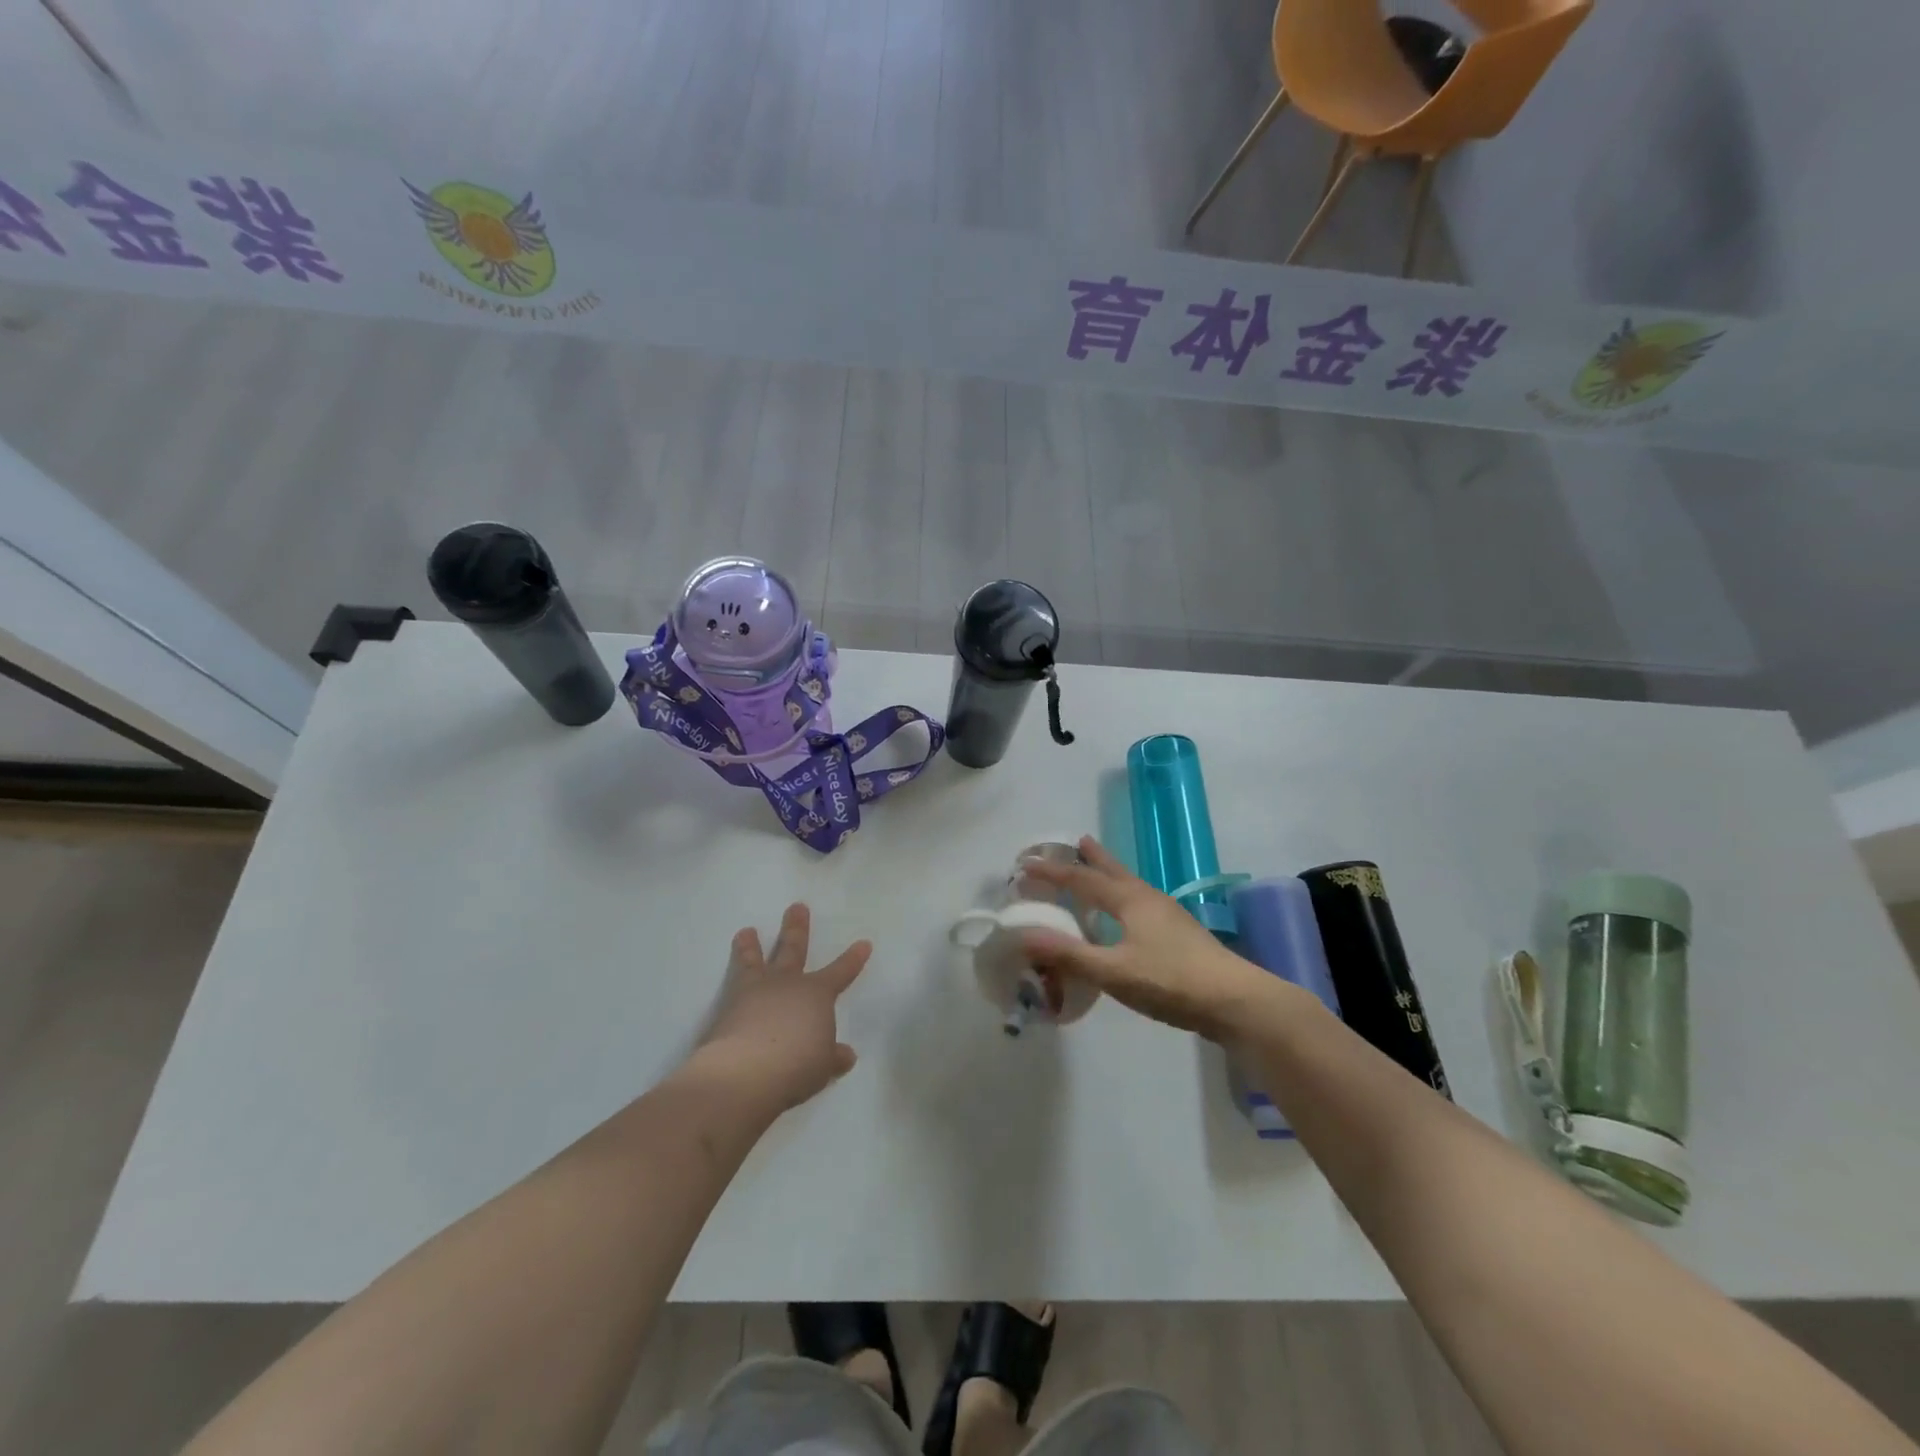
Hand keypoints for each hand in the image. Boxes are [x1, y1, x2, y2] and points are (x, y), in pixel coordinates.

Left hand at [690, 904, 870, 1115]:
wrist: (745, 1072)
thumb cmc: (796, 1066)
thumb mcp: (822, 1067)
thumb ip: (832, 1057)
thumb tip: (845, 1054)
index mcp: (816, 995)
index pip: (840, 972)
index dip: (853, 959)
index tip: (863, 943)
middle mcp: (787, 985)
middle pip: (793, 950)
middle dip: (797, 929)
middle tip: (796, 907)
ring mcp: (755, 992)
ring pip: (755, 961)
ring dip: (751, 946)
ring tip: (746, 931)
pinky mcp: (727, 1007)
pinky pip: (732, 986)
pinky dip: (731, 979)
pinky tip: (728, 985)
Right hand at [1020, 836, 1278, 1040]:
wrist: (1235, 1000)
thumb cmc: (1171, 980)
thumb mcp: (1113, 971)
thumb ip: (1069, 954)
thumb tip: (1023, 935)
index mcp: (1129, 901)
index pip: (1082, 880)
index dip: (1052, 872)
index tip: (1025, 864)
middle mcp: (1148, 899)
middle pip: (1114, 871)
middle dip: (1092, 857)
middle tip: (1077, 840)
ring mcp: (1168, 916)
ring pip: (1131, 886)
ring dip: (1110, 875)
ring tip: (1099, 869)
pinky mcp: (1180, 935)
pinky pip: (1140, 904)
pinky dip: (1123, 898)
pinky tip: (1127, 917)